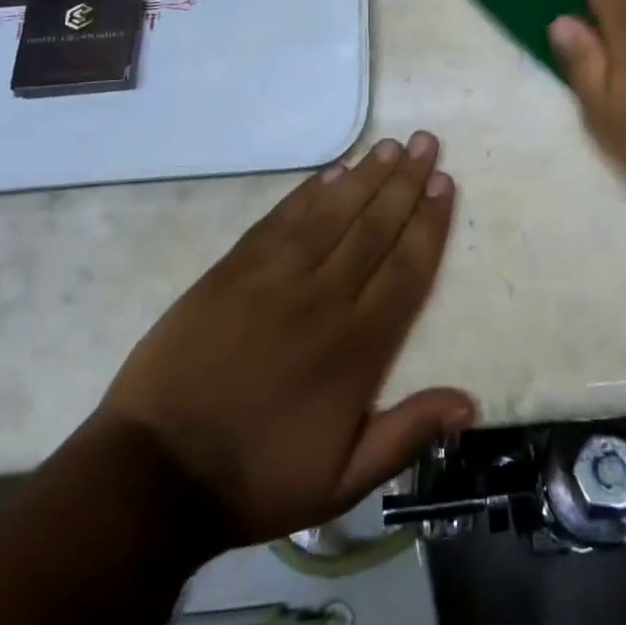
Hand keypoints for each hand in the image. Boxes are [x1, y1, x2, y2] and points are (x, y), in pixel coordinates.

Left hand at [97, 133, 472, 544]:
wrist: (156, 472)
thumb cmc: (256, 478)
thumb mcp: (342, 481)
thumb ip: (407, 435)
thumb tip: (469, 403)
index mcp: (358, 346)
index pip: (407, 268)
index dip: (429, 222)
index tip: (445, 184)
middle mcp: (324, 298)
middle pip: (375, 227)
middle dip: (406, 182)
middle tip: (426, 143)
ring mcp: (276, 277)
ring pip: (333, 213)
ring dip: (366, 176)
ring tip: (390, 145)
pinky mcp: (235, 268)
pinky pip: (283, 218)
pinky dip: (310, 191)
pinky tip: (333, 171)